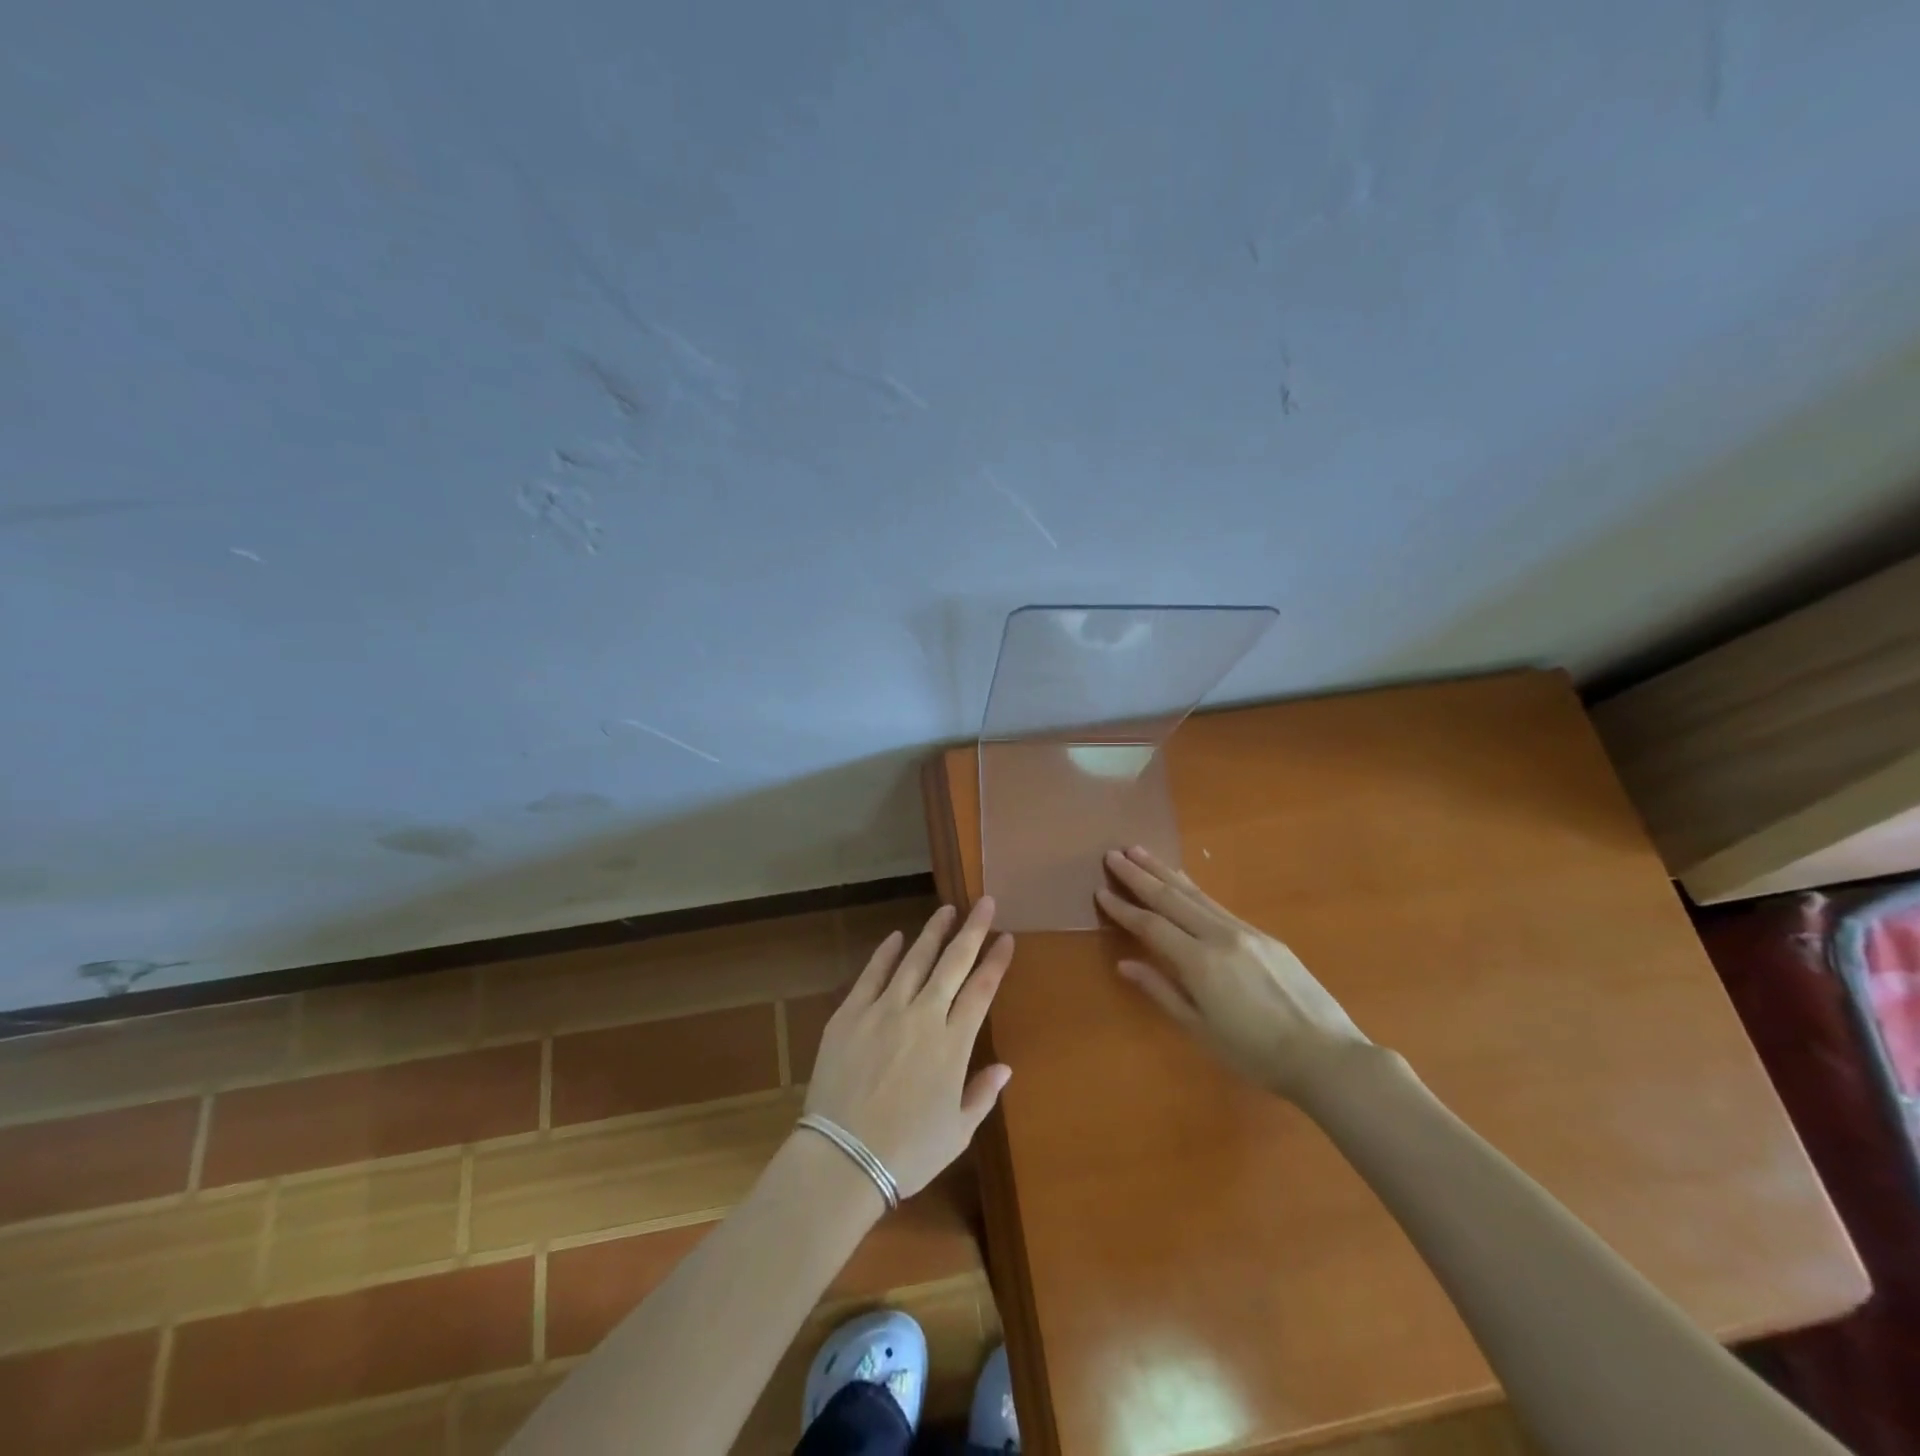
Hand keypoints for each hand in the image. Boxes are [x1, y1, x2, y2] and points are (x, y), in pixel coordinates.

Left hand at [804, 900, 1014, 1197]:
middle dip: (972, 930)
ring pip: (914, 960)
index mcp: (952, 1044)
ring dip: (933, 932)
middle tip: (985, 902)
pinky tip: (896, 936)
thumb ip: (982, 1094)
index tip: (1006, 937)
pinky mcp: (850, 1014)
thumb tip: (1005, 1067)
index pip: (981, 990)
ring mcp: (884, 1010)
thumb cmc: (907, 1153)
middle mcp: (923, 1016)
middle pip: (953, 963)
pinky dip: (885, 953)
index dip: (996, 961)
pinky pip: (872, 974)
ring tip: (946, 910)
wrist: (842, 1159)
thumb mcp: (957, 1132)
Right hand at [1095, 846, 1369, 1100]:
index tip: (1100, 890)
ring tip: (1141, 852)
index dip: (1124, 908)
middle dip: (1140, 875)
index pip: (1151, 926)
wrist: (1326, 1055)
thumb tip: (1126, 964)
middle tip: (1113, 854)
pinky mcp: (1265, 936)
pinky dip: (1193, 889)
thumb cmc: (1255, 1054)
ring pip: (1196, 894)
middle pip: (1172, 898)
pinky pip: (1218, 905)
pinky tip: (1184, 883)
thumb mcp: (1201, 1030)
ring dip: (1165, 872)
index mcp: (1200, 962)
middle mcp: (1220, 936)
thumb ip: (1162, 991)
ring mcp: (1245, 931)